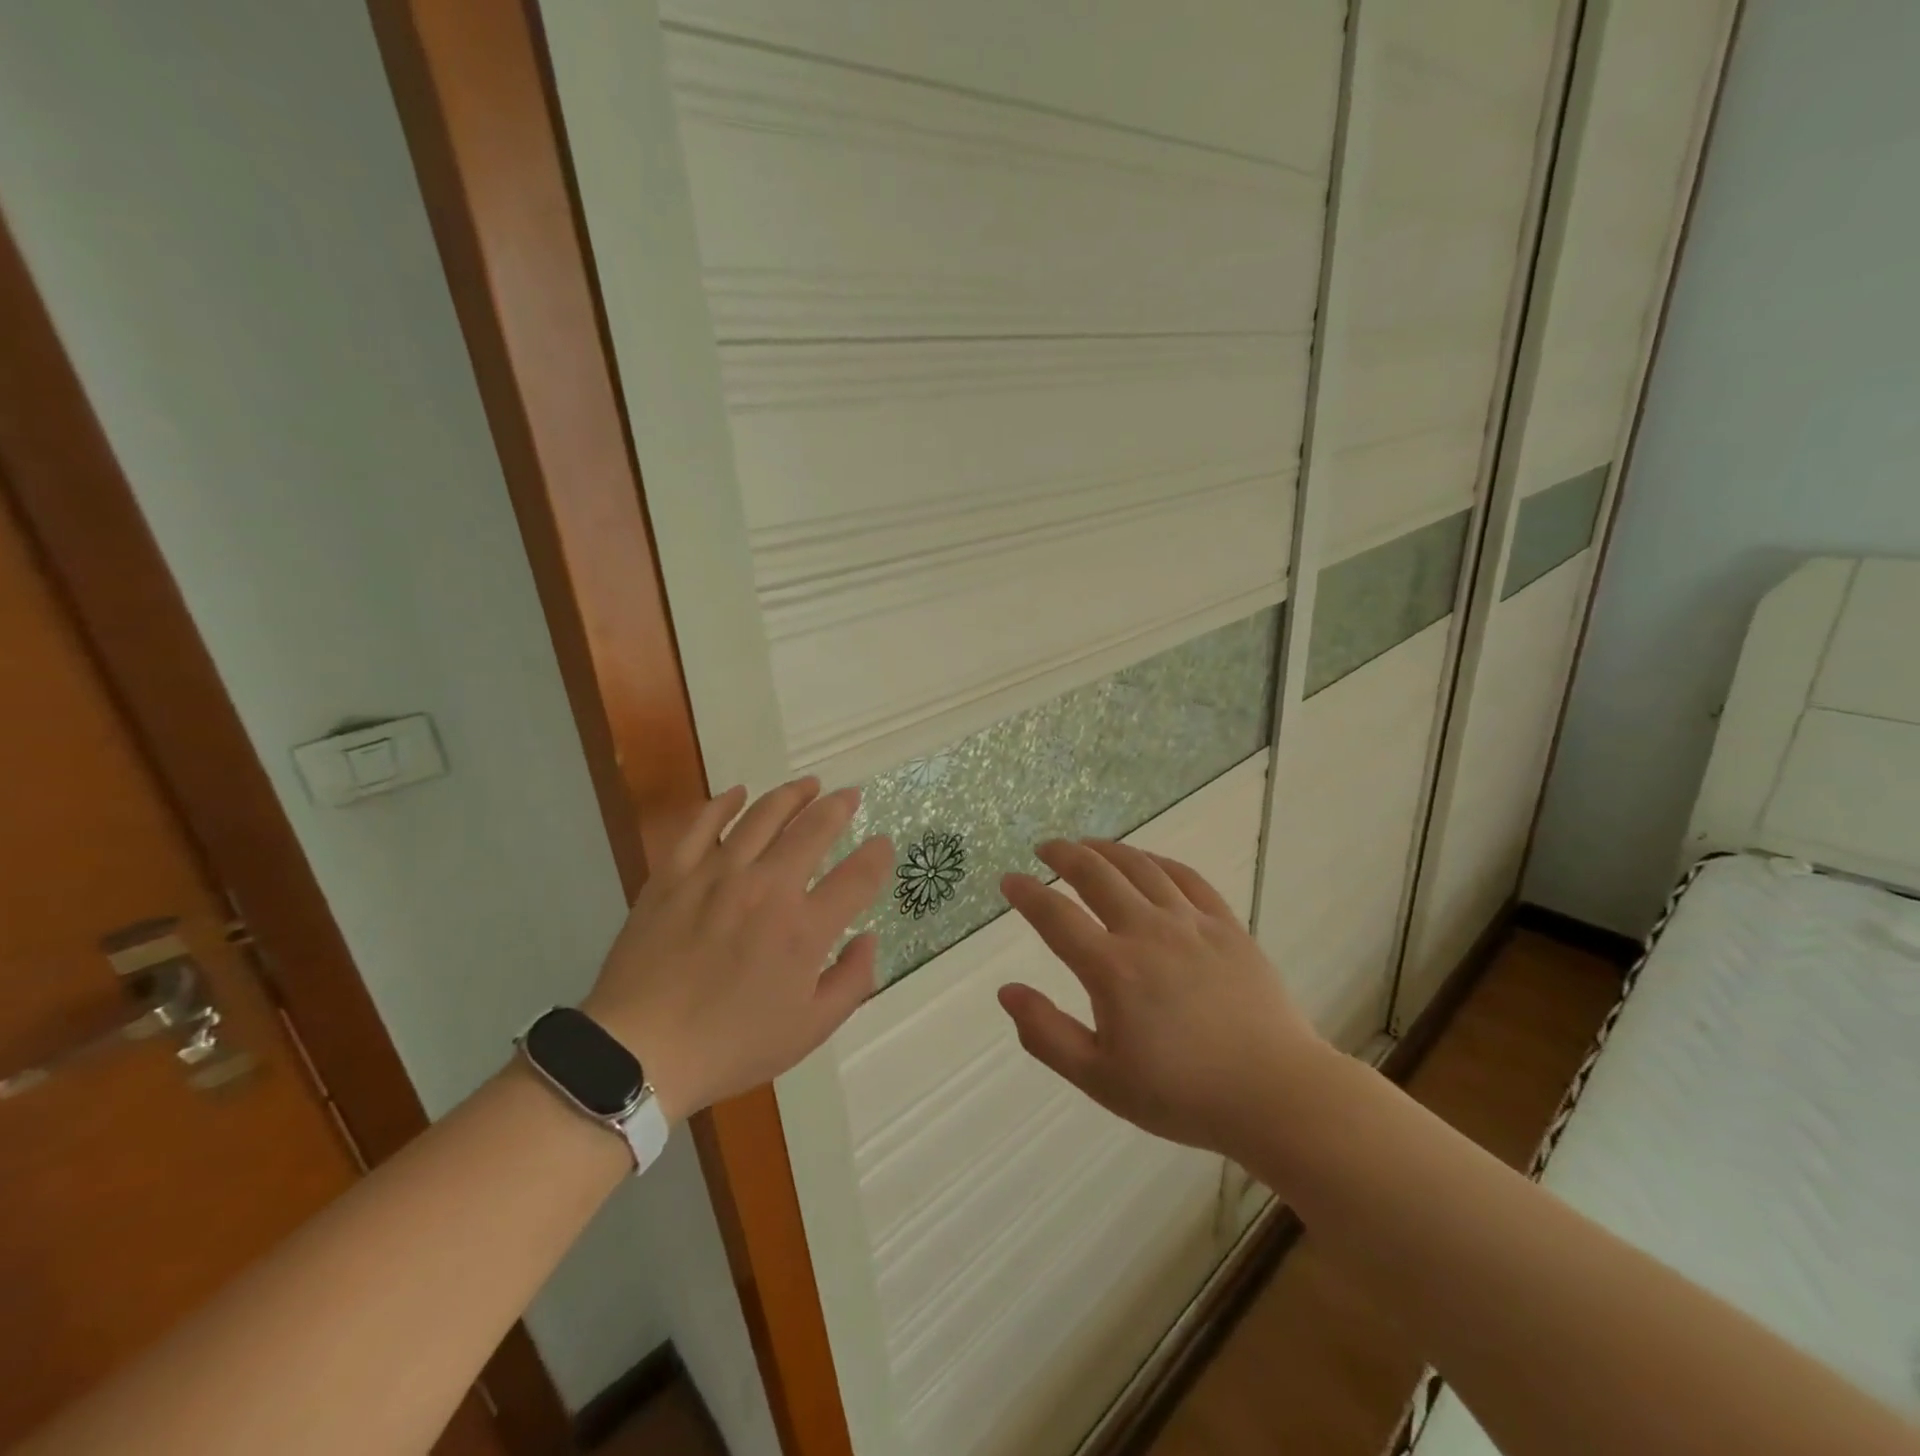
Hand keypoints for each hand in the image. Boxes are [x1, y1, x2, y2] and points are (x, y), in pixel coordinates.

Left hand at [582, 778, 892, 1120]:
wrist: (638, 1051)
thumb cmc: (730, 1045)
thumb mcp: (809, 1030)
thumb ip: (852, 981)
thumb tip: (868, 938)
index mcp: (804, 929)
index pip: (857, 876)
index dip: (877, 856)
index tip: (883, 844)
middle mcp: (767, 888)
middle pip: (813, 830)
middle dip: (838, 807)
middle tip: (849, 795)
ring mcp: (717, 875)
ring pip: (762, 815)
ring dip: (791, 795)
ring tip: (808, 784)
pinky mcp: (674, 874)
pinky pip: (702, 824)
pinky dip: (723, 803)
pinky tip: (738, 792)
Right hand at [998, 838, 1326, 1162]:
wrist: (1275, 1094)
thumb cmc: (1181, 1094)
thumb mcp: (1100, 1079)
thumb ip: (1047, 1034)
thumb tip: (1006, 991)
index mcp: (1112, 969)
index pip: (1055, 916)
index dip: (1026, 893)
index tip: (1008, 880)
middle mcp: (1147, 932)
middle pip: (1096, 875)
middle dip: (1064, 855)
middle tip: (1044, 848)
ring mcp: (1191, 924)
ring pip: (1141, 867)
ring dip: (1107, 850)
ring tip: (1087, 845)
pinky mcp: (1226, 926)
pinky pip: (1187, 878)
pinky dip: (1158, 862)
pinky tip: (1147, 861)